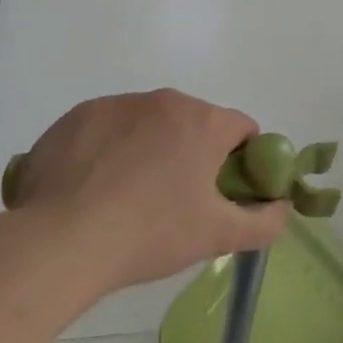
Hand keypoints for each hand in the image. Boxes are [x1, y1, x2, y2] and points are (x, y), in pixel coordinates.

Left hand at [1, 89, 290, 301]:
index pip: (242, 130)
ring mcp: (119, 104)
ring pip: (149, 123)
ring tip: (126, 198)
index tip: (221, 192)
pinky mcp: (78, 116)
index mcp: (205, 123)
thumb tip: (282, 208)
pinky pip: (107, 128)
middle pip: (194, 123)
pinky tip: (92, 188)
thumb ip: (264, 222)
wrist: (60, 241)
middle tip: (174, 201)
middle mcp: (166, 101)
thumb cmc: (150, 234)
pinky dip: (108, 149)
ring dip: (149, 149)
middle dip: (192, 154)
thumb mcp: (218, 237)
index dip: (240, 161)